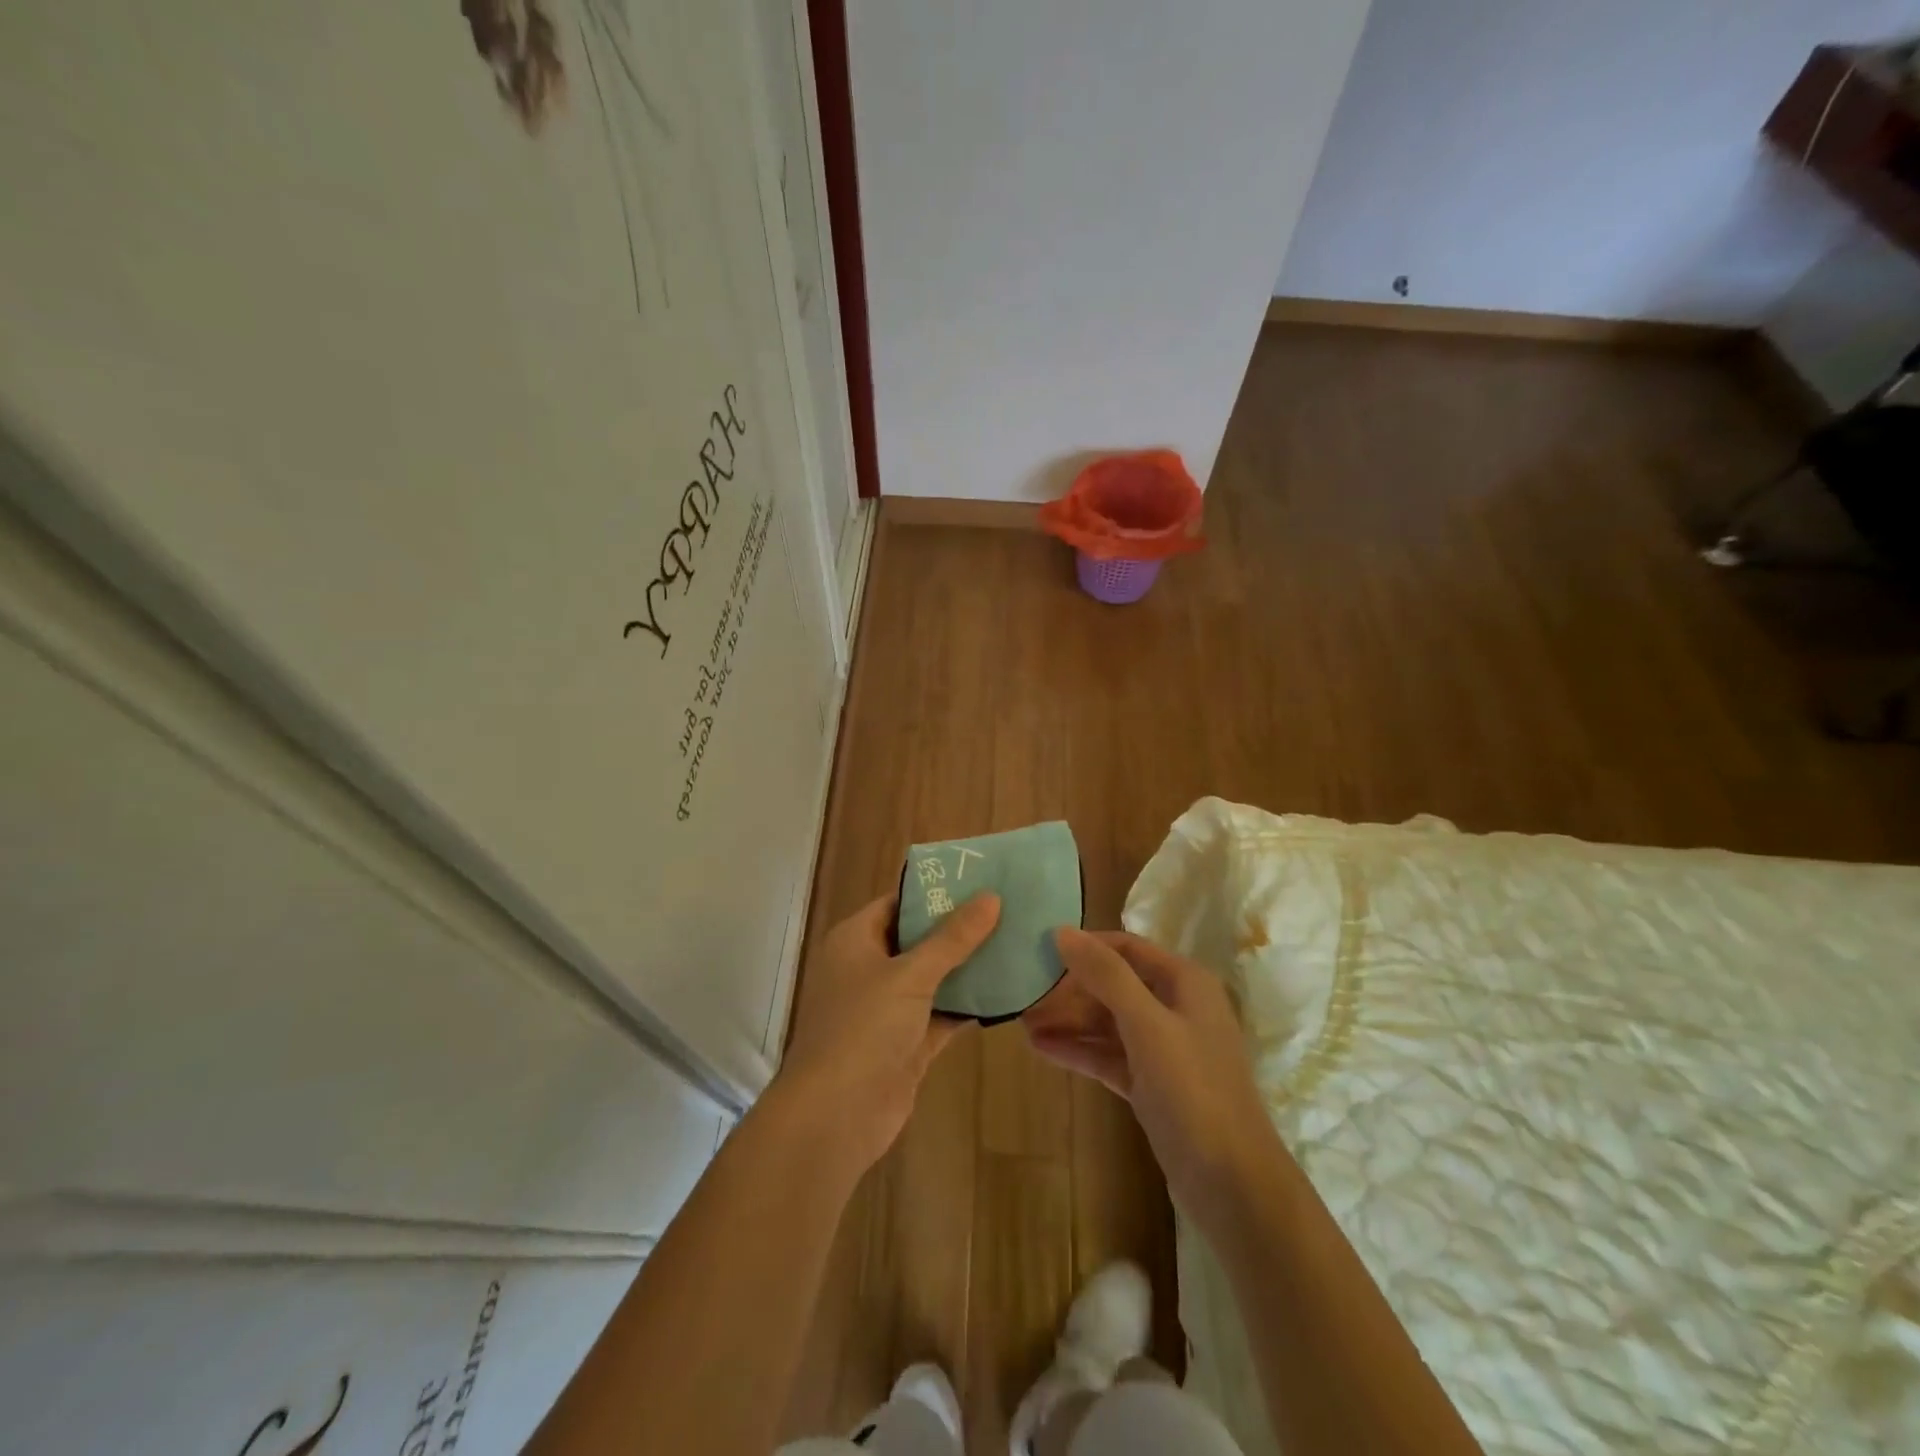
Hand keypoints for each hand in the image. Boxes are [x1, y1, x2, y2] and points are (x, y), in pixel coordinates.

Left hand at [773, 892, 1000, 1173]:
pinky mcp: (907, 1044)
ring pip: (933, 979)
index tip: (978, 879)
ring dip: (968, 967)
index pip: (897, 903)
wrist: (836, 1116)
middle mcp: (869, 969)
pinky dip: (968, 1005)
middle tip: (1007, 908)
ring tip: (1015, 941)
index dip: (934, 891)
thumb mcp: (910, 975)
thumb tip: (991, 897)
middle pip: (918, 940)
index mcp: (855, 941)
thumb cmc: (863, 1028)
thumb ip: (952, 938)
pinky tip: (1006, 990)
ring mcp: (887, 1009)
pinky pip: (942, 1014)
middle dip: (959, 929)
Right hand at [1024, 929, 1278, 1223]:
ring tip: (1022, 1022)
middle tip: (1023, 992)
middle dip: (1070, 989)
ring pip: (1108, 1023)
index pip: (1126, 948)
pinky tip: (1041, 1048)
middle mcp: (1176, 1008)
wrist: (1234, 1186)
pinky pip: (1108, 1056)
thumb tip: (1064, 931)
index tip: (1040, 949)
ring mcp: (1164, 1050)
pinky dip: (1079, 1051)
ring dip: (1068, 1021)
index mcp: (1185, 983)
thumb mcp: (1147, 1025)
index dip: (1085, 946)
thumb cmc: (1194, 1091)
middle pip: (1114, 985)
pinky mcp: (1152, 1086)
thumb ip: (1106, 975)